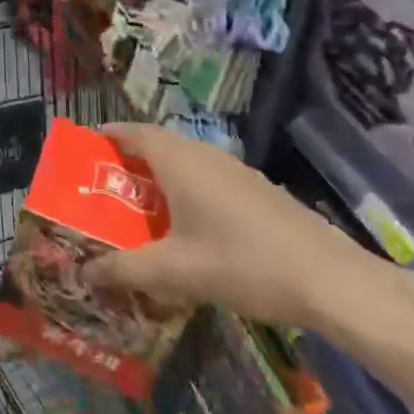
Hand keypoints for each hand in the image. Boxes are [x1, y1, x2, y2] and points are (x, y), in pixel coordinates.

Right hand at [81, 124, 389, 333]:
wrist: (331, 280)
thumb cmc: (243, 264)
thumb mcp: (175, 271)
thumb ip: (125, 269)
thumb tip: (82, 272)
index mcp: (179, 162)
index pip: (134, 133)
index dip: (109, 135)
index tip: (86, 146)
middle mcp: (205, 156)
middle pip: (158, 146)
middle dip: (130, 160)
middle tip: (105, 186)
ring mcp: (236, 171)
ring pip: (186, 163)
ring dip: (160, 177)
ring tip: (139, 207)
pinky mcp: (257, 192)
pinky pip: (207, 179)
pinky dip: (186, 191)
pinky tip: (187, 227)